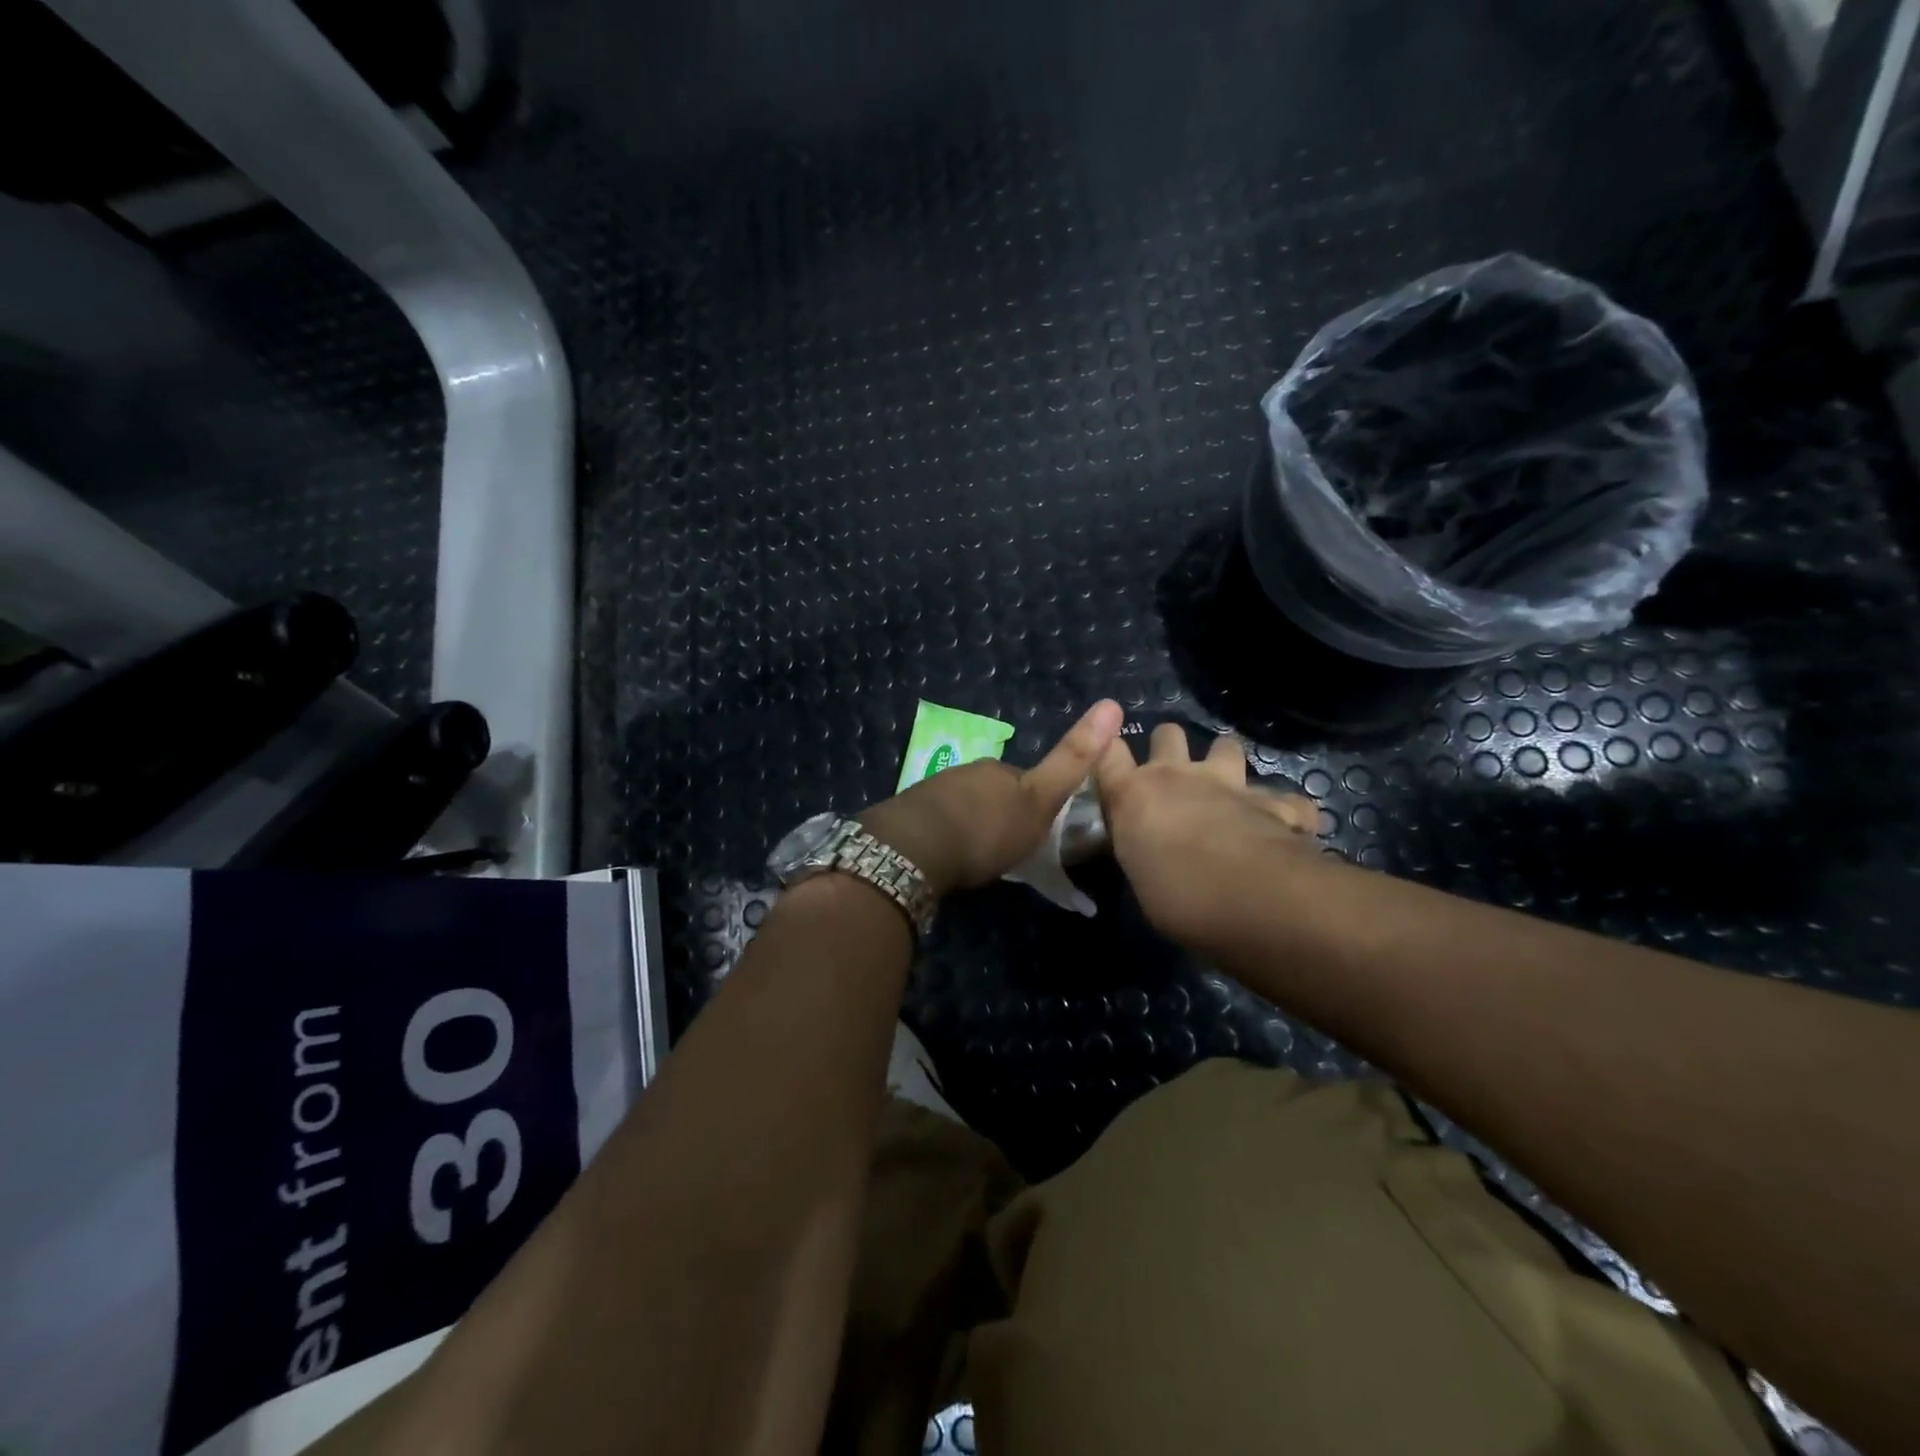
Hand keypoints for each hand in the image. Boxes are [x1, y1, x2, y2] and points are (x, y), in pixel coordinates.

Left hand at [859, 700, 1125, 896]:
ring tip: (977, 857)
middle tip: (1007, 847)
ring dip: (974, 823)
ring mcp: (936, 790)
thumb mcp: (1040, 800)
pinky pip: (939, 820)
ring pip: (966, 804)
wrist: (916, 847)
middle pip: (995, 791)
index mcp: (1001, 771)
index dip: (1038, 802)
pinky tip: (948, 856)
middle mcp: (969, 772)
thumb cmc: (987, 828)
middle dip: (1003, 812)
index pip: (1029, 781)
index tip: (1039, 829)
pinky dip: (948, 834)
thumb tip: (1110, 705)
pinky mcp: (911, 812)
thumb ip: (1071, 760)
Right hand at [1094, 722, 1320, 949]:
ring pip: (1226, 745)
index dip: (1108, 751)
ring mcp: (1229, 783)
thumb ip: (1142, 853)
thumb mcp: (1141, 878)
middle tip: (1174, 774)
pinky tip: (1287, 828)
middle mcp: (1179, 776)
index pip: (1107, 754)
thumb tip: (1149, 856)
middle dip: (1169, 746)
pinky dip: (1285, 810)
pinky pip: (1284, 798)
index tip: (1111, 760)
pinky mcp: (1274, 801)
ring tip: (1228, 787)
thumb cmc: (1177, 898)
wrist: (1249, 896)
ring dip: (1226, 760)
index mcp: (1134, 796)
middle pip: (1167, 734)